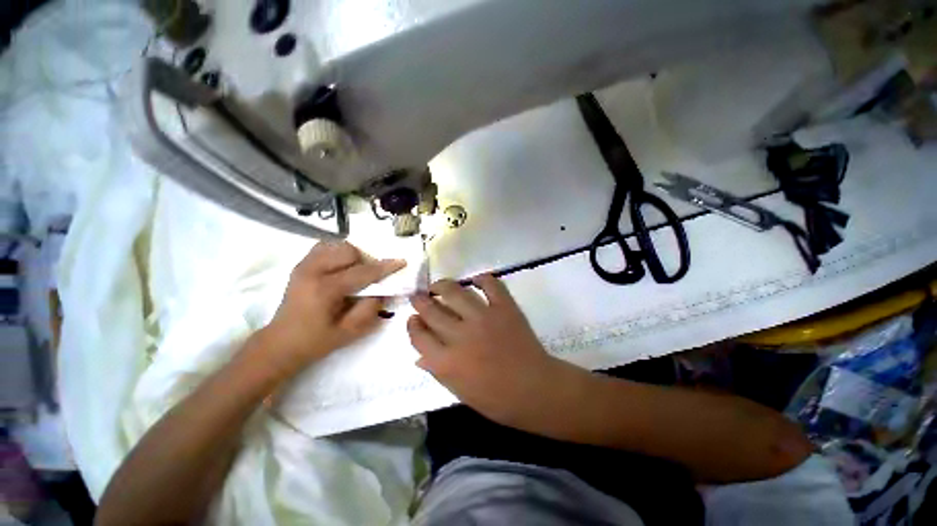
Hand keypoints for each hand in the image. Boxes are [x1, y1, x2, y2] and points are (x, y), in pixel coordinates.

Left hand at [258, 242, 404, 376]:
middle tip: (370, 277)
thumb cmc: (317, 340)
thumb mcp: (350, 331)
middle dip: (365, 261)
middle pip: (349, 251)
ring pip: (338, 245)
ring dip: (353, 256)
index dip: (385, 267)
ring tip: (355, 272)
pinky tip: (341, 268)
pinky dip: (338, 253)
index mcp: (325, 289)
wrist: (281, 343)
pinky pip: (325, 247)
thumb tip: (382, 290)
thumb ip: (371, 308)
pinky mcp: (301, 265)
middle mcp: (313, 270)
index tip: (401, 262)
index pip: (363, 272)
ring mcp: (304, 265)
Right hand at [407, 275, 584, 429]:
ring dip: (442, 286)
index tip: (413, 318)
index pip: (419, 335)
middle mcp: (460, 335)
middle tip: (419, 296)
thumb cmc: (496, 398)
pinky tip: (475, 280)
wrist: (534, 389)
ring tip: (439, 286)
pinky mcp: (504, 308)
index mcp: (446, 362)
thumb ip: (437, 370)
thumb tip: (420, 356)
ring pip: (454, 292)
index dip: (412, 324)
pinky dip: (481, 279)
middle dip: (421, 301)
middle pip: (431, 310)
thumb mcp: (459, 391)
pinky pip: (490, 284)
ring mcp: (483, 318)